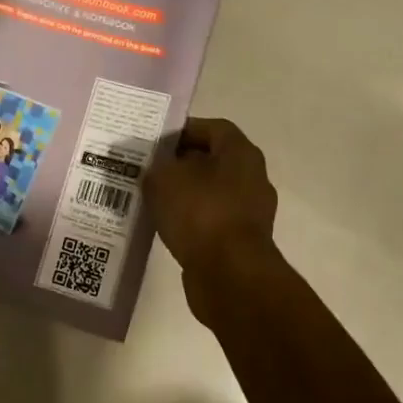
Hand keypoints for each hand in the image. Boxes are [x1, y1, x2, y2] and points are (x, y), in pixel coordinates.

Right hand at [145, 118, 279, 306]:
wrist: (229, 274)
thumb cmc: (200, 213)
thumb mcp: (164, 179)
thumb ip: (156, 166)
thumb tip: (156, 170)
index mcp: (241, 153)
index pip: (212, 128)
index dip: (183, 130)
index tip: (155, 141)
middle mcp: (252, 177)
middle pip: (212, 160)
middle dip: (180, 163)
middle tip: (149, 168)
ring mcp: (250, 211)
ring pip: (211, 191)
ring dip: (184, 193)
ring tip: (153, 198)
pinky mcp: (241, 241)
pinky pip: (212, 219)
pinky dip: (191, 219)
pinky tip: (167, 225)